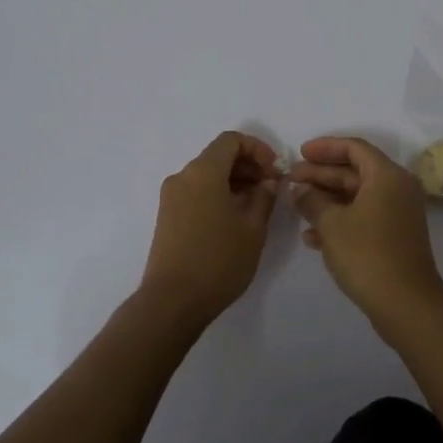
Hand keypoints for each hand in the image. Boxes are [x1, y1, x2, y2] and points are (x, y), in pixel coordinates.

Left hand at [139, 131, 281, 326]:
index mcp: (203, 172)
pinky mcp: (167, 216)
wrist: (172, 301)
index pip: (231, 140)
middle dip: (248, 166)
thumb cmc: (218, 261)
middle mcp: (183, 177)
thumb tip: (268, 180)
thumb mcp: (253, 228)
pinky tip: (235, 219)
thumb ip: (264, 196)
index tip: (275, 171)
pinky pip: (197, 191)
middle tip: (271, 188)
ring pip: (208, 175)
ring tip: (257, 206)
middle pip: (218, 156)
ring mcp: (171, 197)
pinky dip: (218, 194)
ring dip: (234, 181)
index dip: (258, 149)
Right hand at [289, 137, 442, 322]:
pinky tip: (311, 236)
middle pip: (354, 171)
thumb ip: (311, 200)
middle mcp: (396, 189)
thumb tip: (299, 189)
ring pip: (356, 196)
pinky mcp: (393, 238)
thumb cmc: (367, 254)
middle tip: (291, 179)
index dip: (325, 148)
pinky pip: (363, 217)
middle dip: (321, 174)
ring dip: (326, 199)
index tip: (300, 153)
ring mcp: (397, 215)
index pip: (354, 147)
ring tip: (296, 205)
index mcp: (387, 176)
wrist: (406, 304)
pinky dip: (339, 221)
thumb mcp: (331, 223)